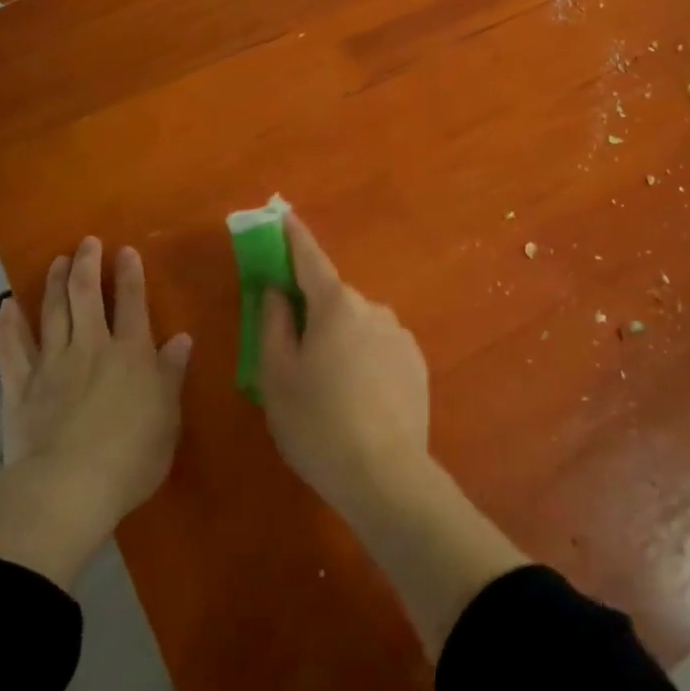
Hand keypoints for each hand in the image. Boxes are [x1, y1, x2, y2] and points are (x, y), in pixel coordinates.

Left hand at [0, 237, 190, 585]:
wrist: (69, 488)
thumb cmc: (131, 456)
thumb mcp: (167, 417)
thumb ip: (171, 374)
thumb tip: (181, 338)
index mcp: (130, 354)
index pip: (132, 303)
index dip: (129, 275)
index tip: (125, 251)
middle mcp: (91, 347)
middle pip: (87, 297)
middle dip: (88, 266)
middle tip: (87, 242)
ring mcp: (52, 364)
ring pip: (52, 313)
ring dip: (55, 284)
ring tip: (58, 261)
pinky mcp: (20, 387)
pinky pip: (11, 348)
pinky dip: (8, 325)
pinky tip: (7, 306)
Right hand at [260, 213, 432, 518]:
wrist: (386, 476)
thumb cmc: (317, 423)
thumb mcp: (277, 376)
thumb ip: (273, 323)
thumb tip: (277, 291)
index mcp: (335, 305)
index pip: (310, 259)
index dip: (294, 237)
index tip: (284, 215)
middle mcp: (372, 308)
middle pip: (333, 300)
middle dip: (312, 313)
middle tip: (294, 355)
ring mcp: (400, 335)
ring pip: (357, 326)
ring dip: (340, 341)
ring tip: (328, 390)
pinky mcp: (416, 362)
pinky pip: (379, 348)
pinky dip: (363, 360)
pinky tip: (358, 400)